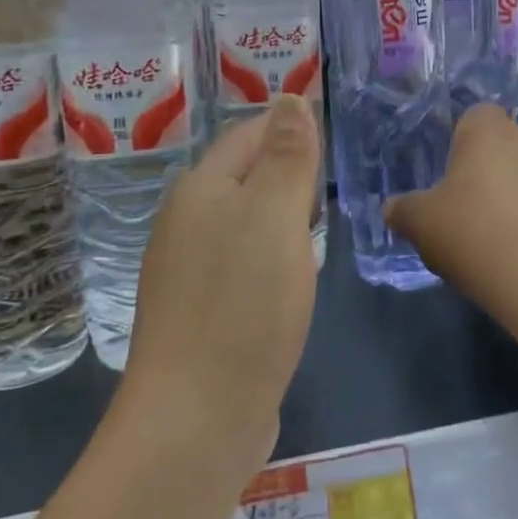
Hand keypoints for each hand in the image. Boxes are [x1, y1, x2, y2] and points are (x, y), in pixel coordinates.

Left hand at [122, 94, 319, 473]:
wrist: (195, 422)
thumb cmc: (243, 304)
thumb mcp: (275, 216)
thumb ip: (286, 155)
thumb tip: (288, 96)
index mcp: (200, 190)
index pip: (248, 134)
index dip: (289, 127)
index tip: (332, 135)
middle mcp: (185, 224)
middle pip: (243, 178)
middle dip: (286, 172)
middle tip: (332, 182)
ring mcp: (187, 273)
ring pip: (243, 224)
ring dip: (280, 218)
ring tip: (318, 225)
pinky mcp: (200, 316)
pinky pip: (240, 267)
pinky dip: (270, 260)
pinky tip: (290, 281)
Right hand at [384, 104, 517, 313]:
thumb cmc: (472, 233)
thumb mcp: (420, 223)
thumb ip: (402, 209)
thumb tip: (392, 208)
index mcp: (487, 129)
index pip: (474, 115)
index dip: (459, 139)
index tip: (446, 173)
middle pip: (499, 144)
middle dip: (483, 168)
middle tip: (461, 204)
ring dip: (507, 191)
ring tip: (489, 231)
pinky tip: (514, 246)